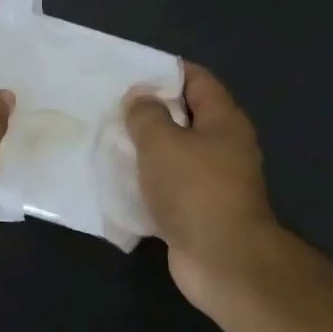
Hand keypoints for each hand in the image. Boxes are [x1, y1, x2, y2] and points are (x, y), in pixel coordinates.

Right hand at [124, 65, 277, 300]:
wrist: (221, 260)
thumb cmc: (194, 190)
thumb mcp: (162, 142)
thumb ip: (146, 114)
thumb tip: (141, 98)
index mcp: (223, 122)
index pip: (197, 80)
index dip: (166, 72)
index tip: (130, 73)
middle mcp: (223, 147)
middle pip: (185, 116)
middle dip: (149, 110)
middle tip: (112, 107)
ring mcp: (212, 180)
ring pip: (174, 152)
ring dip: (145, 147)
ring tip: (109, 140)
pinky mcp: (198, 209)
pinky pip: (168, 184)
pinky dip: (146, 179)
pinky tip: (118, 178)